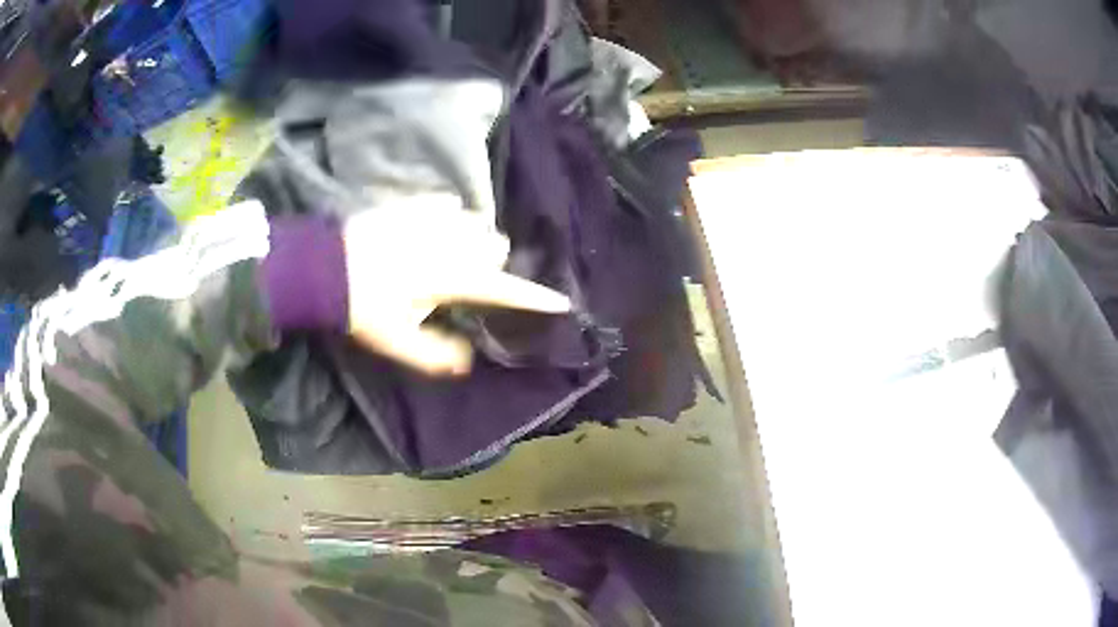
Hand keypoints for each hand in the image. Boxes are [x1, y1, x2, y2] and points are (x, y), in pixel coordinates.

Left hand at [344, 194, 569, 375]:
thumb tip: (468, 359)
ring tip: (452, 254)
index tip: (561, 302)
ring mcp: (433, 218)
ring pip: (476, 223)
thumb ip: (436, 354)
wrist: (324, 268)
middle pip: (495, 247)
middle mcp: (451, 242)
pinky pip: (449, 204)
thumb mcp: (397, 342)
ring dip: (474, 240)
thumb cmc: (363, 308)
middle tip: (470, 280)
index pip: (503, 289)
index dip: (534, 299)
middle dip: (492, 264)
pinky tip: (436, 230)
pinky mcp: (413, 203)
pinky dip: (451, 218)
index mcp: (451, 278)